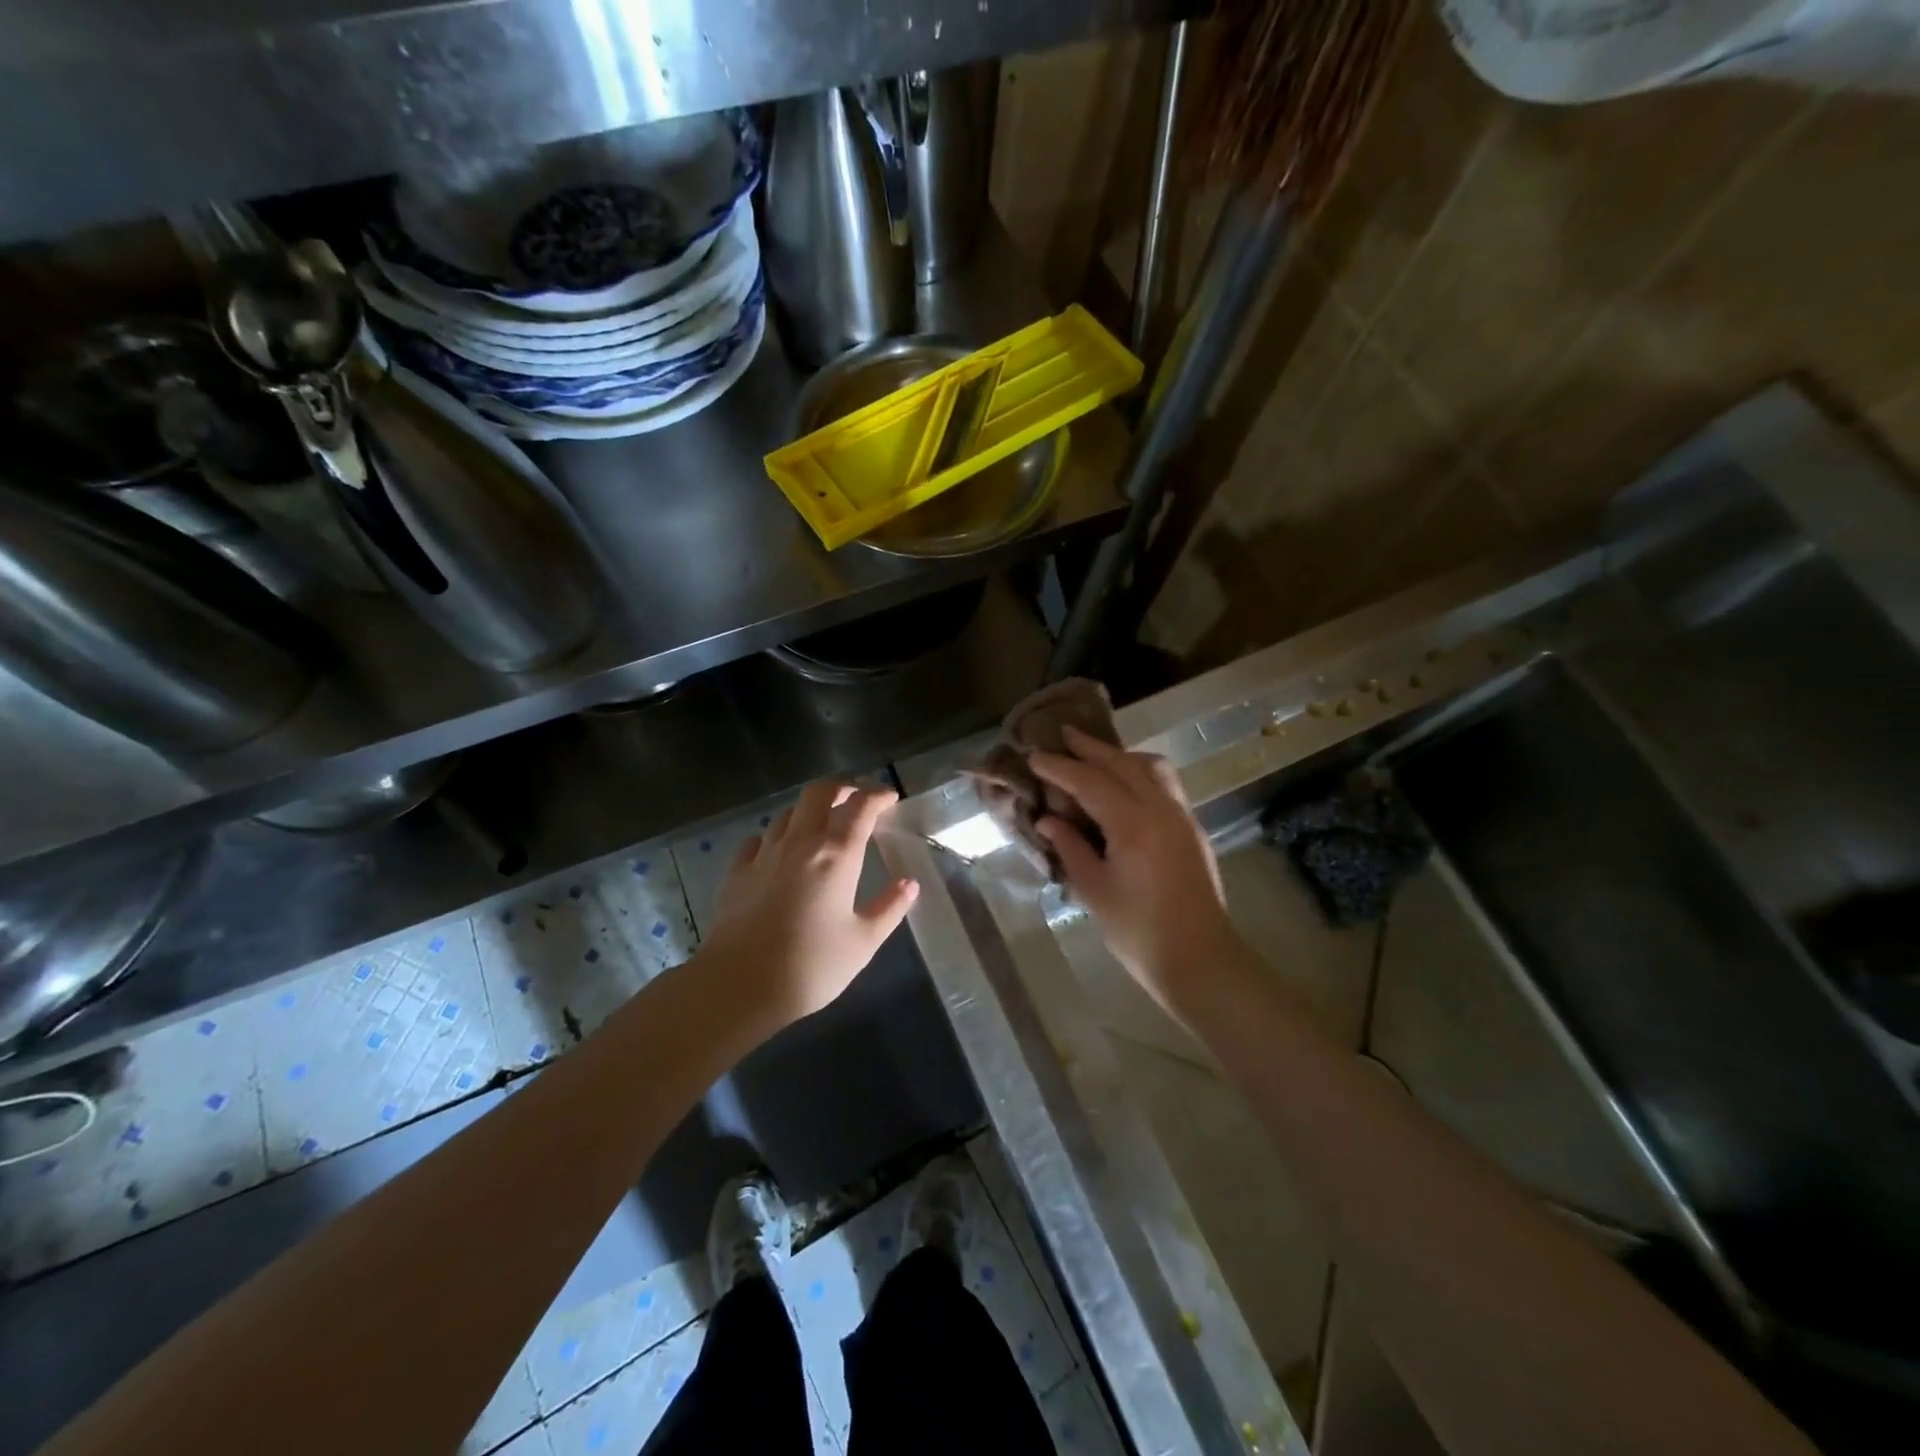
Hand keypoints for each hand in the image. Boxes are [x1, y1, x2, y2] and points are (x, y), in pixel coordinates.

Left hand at [701, 780, 918, 1028]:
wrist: (739, 986)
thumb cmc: (811, 966)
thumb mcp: (863, 942)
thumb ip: (889, 908)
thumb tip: (910, 883)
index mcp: (836, 855)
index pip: (861, 806)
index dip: (878, 795)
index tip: (889, 798)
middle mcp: (800, 842)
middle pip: (819, 792)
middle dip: (841, 787)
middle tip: (856, 798)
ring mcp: (764, 853)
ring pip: (788, 812)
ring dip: (809, 810)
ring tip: (822, 825)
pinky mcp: (737, 871)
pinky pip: (759, 838)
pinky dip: (775, 835)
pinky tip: (779, 851)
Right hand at [1030, 726, 1234, 1007]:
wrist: (1199, 960)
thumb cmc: (1138, 932)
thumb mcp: (1094, 890)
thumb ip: (1070, 847)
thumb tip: (1048, 820)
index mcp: (1134, 824)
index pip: (1090, 781)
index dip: (1059, 768)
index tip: (1034, 757)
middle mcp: (1162, 809)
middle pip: (1122, 763)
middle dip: (1090, 748)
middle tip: (1062, 735)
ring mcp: (1182, 816)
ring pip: (1151, 767)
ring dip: (1120, 755)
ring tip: (1094, 756)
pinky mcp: (1191, 829)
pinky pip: (1165, 784)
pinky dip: (1139, 772)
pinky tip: (1123, 785)